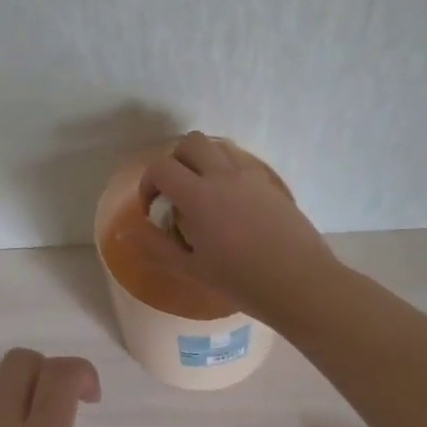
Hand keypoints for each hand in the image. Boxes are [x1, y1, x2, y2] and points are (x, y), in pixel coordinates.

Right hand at [126, 130, 337, 325]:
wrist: (301, 284)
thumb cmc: (241, 281)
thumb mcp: (191, 269)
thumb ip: (156, 246)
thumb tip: (126, 231)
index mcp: (198, 195)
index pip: (161, 167)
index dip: (149, 184)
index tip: (154, 210)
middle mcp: (223, 176)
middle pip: (191, 143)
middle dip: (175, 162)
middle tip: (176, 193)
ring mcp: (251, 177)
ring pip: (219, 147)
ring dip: (203, 162)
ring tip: (204, 195)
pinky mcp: (271, 186)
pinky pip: (242, 165)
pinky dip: (228, 173)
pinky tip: (233, 207)